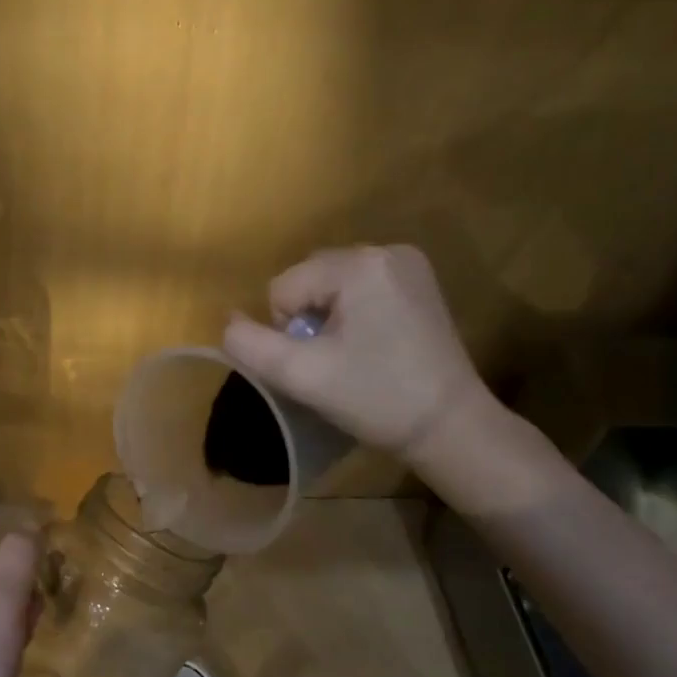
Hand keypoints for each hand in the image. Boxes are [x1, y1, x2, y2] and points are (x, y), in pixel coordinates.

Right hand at [221, 245, 496, 465]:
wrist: (449, 427)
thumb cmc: (375, 399)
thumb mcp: (300, 376)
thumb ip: (250, 345)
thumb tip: (227, 321)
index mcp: (359, 264)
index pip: (282, 288)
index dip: (288, 332)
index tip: (322, 363)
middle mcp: (386, 250)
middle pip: (308, 280)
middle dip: (308, 321)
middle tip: (337, 361)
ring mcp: (407, 263)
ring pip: (331, 285)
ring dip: (328, 318)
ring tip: (355, 355)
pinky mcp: (419, 282)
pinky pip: (359, 288)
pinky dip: (353, 314)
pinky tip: (374, 344)